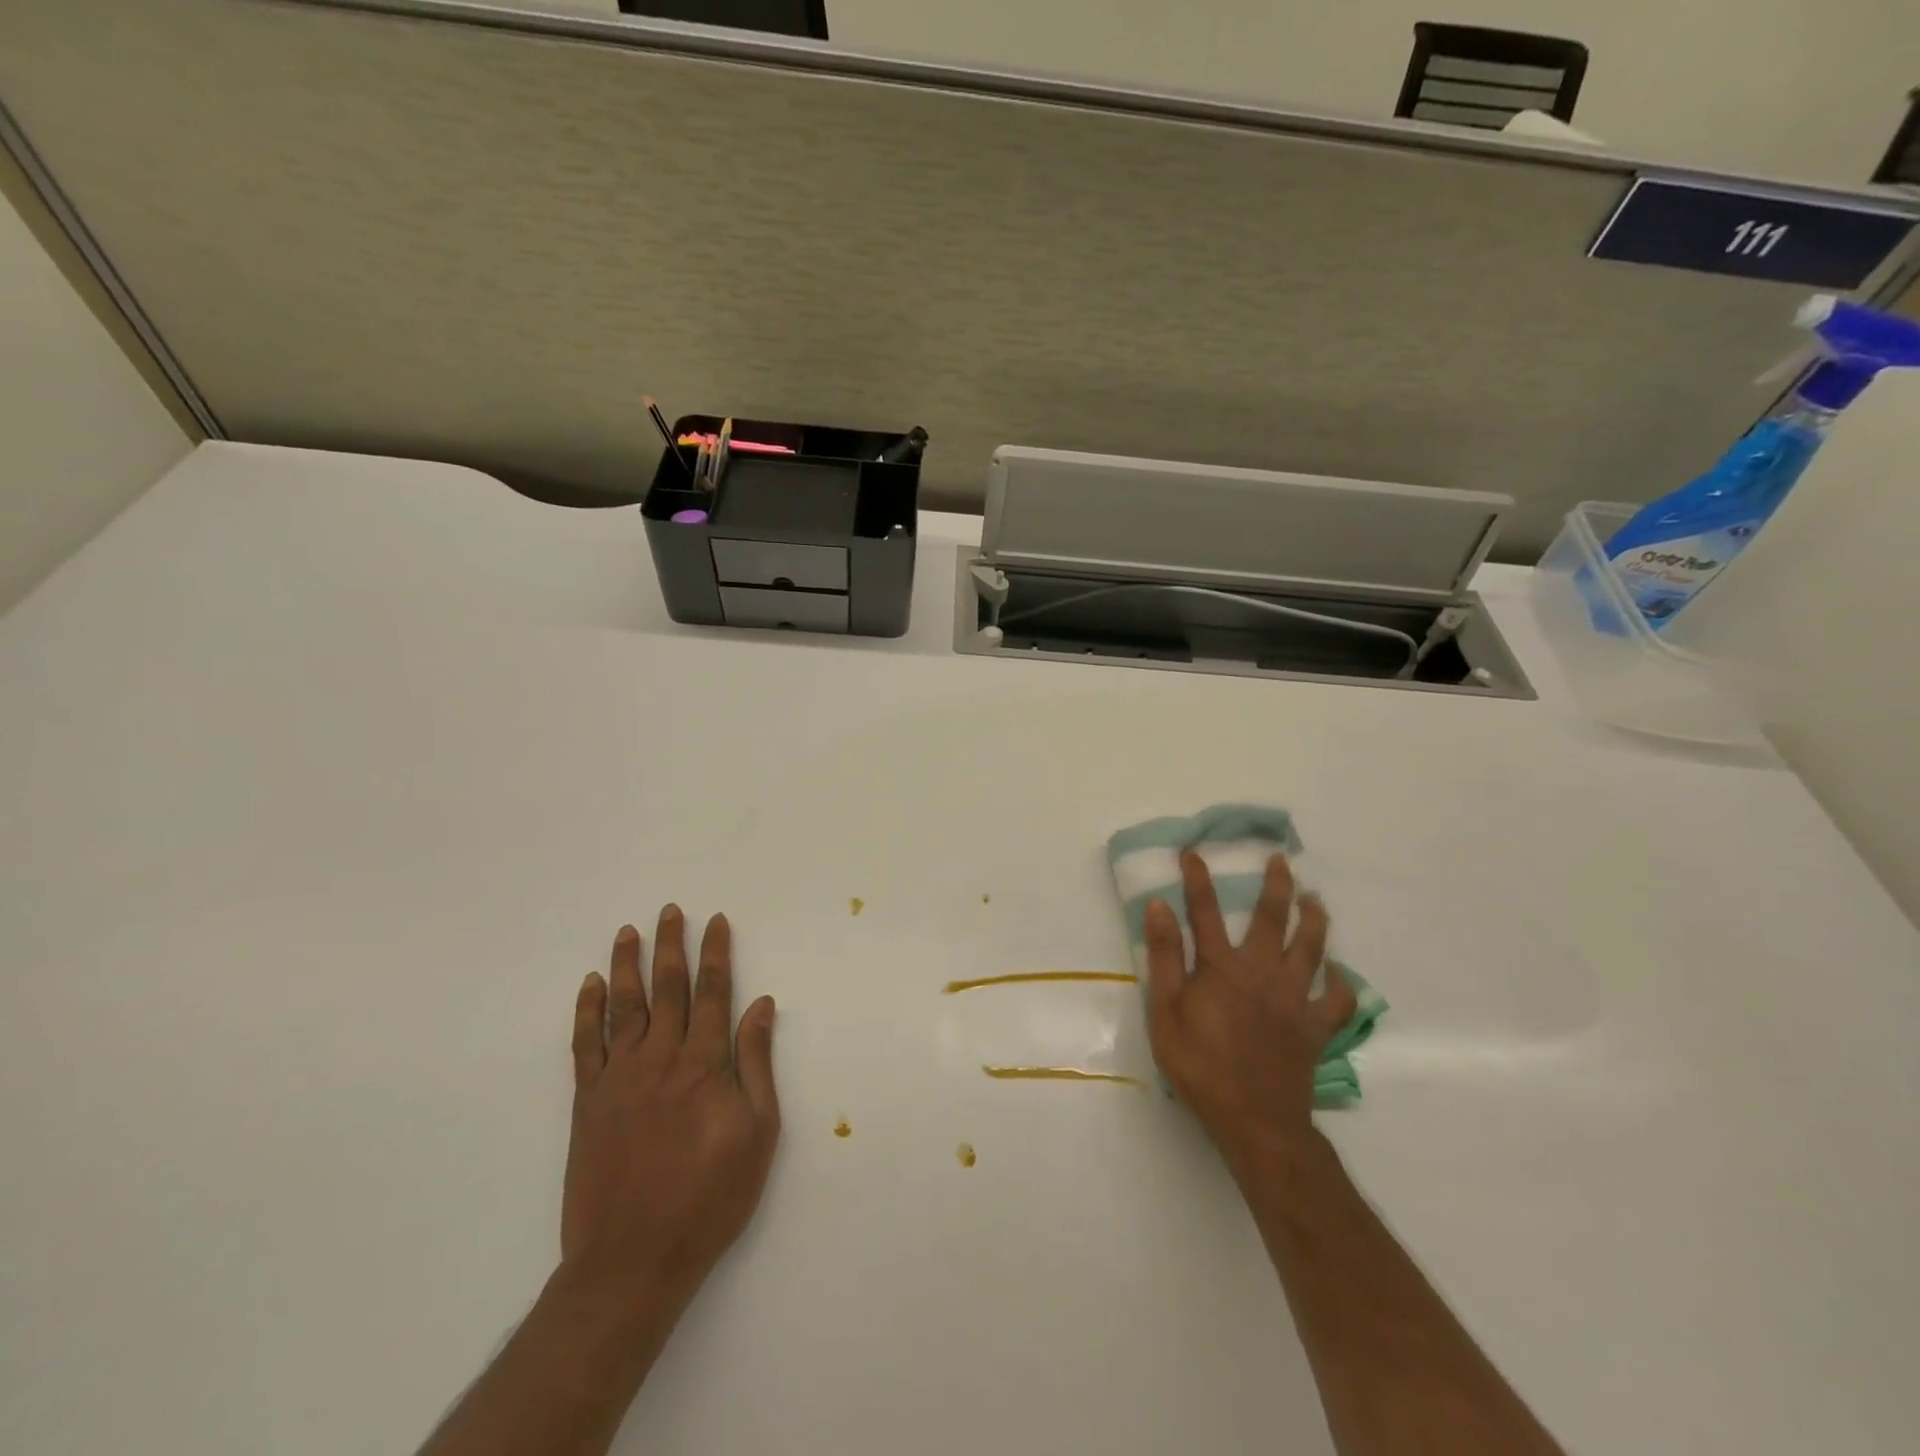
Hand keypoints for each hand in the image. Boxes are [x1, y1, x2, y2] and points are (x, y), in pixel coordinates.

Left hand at [561, 906, 780, 1306]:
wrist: (632, 1261)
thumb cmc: (710, 1198)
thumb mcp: (757, 1133)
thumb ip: (756, 1064)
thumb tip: (761, 1005)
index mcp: (704, 1065)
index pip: (713, 993)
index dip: (715, 954)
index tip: (715, 921)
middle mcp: (660, 1059)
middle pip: (667, 988)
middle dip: (671, 946)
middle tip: (670, 910)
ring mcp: (619, 1078)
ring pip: (624, 1007)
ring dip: (627, 965)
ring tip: (629, 931)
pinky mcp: (587, 1102)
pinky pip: (585, 1045)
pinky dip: (587, 1011)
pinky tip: (591, 985)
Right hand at [1144, 850, 1354, 1164]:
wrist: (1255, 1120)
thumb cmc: (1200, 1066)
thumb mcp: (1165, 1012)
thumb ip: (1164, 957)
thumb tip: (1158, 906)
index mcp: (1221, 968)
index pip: (1205, 912)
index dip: (1198, 879)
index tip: (1193, 852)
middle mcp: (1262, 972)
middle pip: (1271, 919)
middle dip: (1276, 885)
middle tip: (1281, 860)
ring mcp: (1294, 998)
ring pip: (1311, 948)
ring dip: (1314, 919)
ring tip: (1315, 899)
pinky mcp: (1315, 1027)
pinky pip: (1336, 1000)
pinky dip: (1341, 983)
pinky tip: (1339, 973)